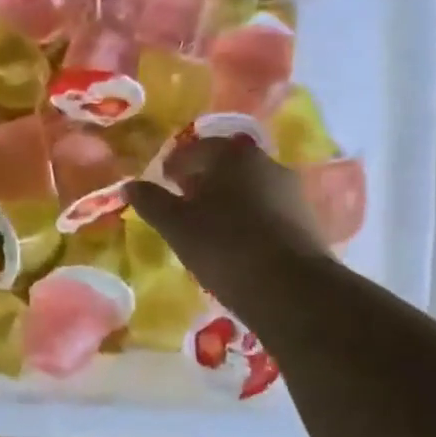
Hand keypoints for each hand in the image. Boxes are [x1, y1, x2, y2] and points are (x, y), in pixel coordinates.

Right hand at [124, 137, 330, 312]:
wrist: (290, 288)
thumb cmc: (224, 246)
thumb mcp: (176, 225)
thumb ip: (151, 201)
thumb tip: (130, 185)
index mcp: (233, 155)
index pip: (196, 148)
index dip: (174, 164)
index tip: (162, 181)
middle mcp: (267, 163)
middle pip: (225, 166)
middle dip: (201, 181)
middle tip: (181, 204)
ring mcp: (291, 191)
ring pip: (247, 189)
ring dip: (225, 202)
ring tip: (207, 228)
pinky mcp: (305, 220)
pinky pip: (265, 211)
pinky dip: (246, 220)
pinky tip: (235, 244)